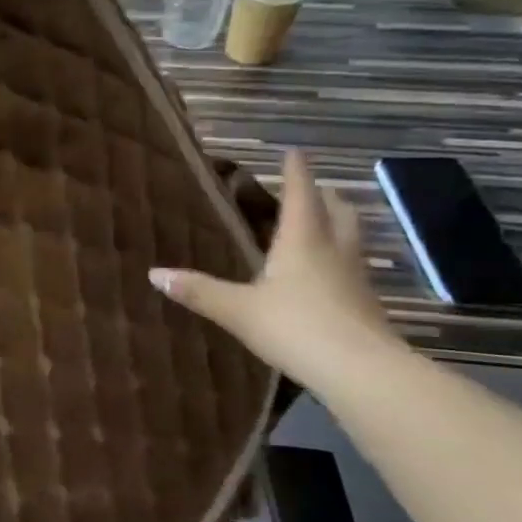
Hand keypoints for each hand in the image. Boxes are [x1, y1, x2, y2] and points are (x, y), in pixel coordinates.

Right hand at [150, 150, 398, 388]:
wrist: (361, 371)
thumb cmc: (296, 327)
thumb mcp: (238, 309)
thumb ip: (198, 290)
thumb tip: (154, 273)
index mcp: (302, 240)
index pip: (301, 194)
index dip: (296, 171)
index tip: (294, 151)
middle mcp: (334, 250)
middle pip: (337, 210)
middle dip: (323, 196)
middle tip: (309, 189)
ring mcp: (356, 277)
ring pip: (351, 238)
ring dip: (337, 224)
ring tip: (321, 225)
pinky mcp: (367, 305)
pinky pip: (353, 267)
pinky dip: (340, 259)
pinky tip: (328, 275)